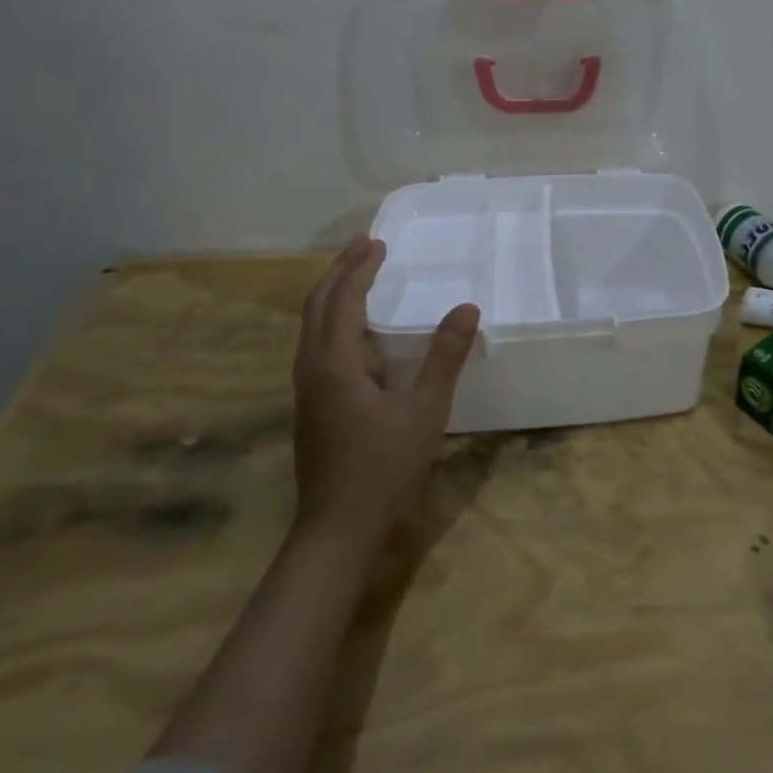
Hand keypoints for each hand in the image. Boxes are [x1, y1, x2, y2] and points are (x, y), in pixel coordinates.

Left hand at [292, 236, 479, 539]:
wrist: (337, 531)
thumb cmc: (384, 468)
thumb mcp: (425, 411)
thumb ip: (445, 358)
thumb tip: (467, 308)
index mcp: (335, 364)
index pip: (343, 299)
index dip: (360, 268)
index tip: (379, 242)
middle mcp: (312, 368)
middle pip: (317, 305)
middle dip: (339, 270)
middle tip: (365, 244)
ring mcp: (306, 388)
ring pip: (311, 325)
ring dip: (332, 293)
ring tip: (356, 273)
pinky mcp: (310, 404)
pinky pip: (315, 343)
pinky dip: (331, 318)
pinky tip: (353, 329)